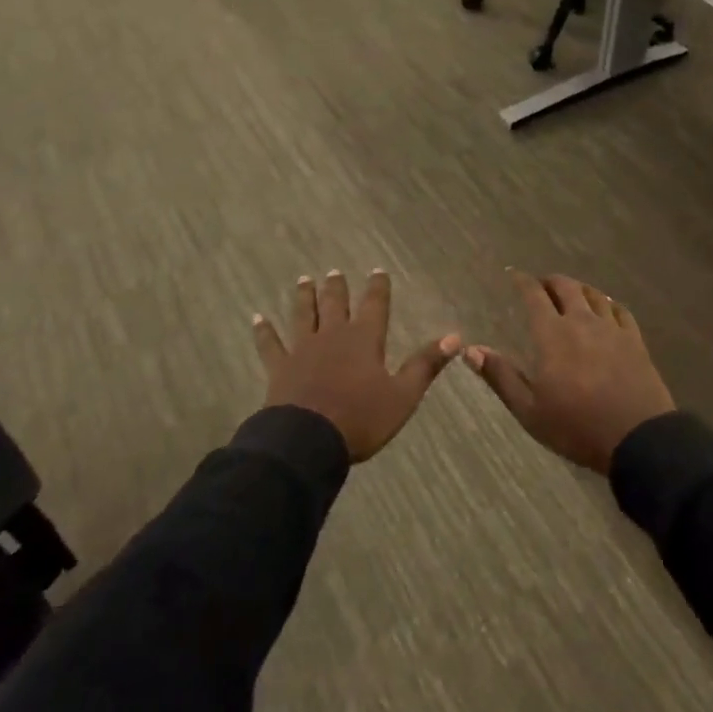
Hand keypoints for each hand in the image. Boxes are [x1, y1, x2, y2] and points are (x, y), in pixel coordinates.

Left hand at [252, 270, 460, 461]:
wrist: (308, 440)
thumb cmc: (361, 419)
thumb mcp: (403, 395)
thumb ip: (426, 364)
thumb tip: (455, 336)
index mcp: (364, 340)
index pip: (374, 305)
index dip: (377, 287)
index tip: (377, 270)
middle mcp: (333, 335)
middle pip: (335, 304)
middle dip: (337, 287)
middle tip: (334, 271)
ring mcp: (302, 349)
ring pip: (303, 315)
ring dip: (304, 297)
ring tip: (304, 280)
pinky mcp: (279, 367)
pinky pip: (270, 344)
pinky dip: (263, 331)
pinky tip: (257, 318)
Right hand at [463, 270, 675, 473]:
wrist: (638, 438)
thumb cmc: (576, 426)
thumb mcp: (529, 410)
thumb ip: (501, 376)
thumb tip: (471, 350)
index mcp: (552, 335)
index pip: (534, 296)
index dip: (523, 282)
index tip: (514, 276)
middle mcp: (582, 322)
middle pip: (566, 287)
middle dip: (551, 281)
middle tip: (542, 285)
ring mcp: (612, 329)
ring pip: (594, 295)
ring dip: (579, 289)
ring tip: (572, 293)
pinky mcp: (635, 341)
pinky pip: (620, 311)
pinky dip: (608, 304)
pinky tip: (606, 309)